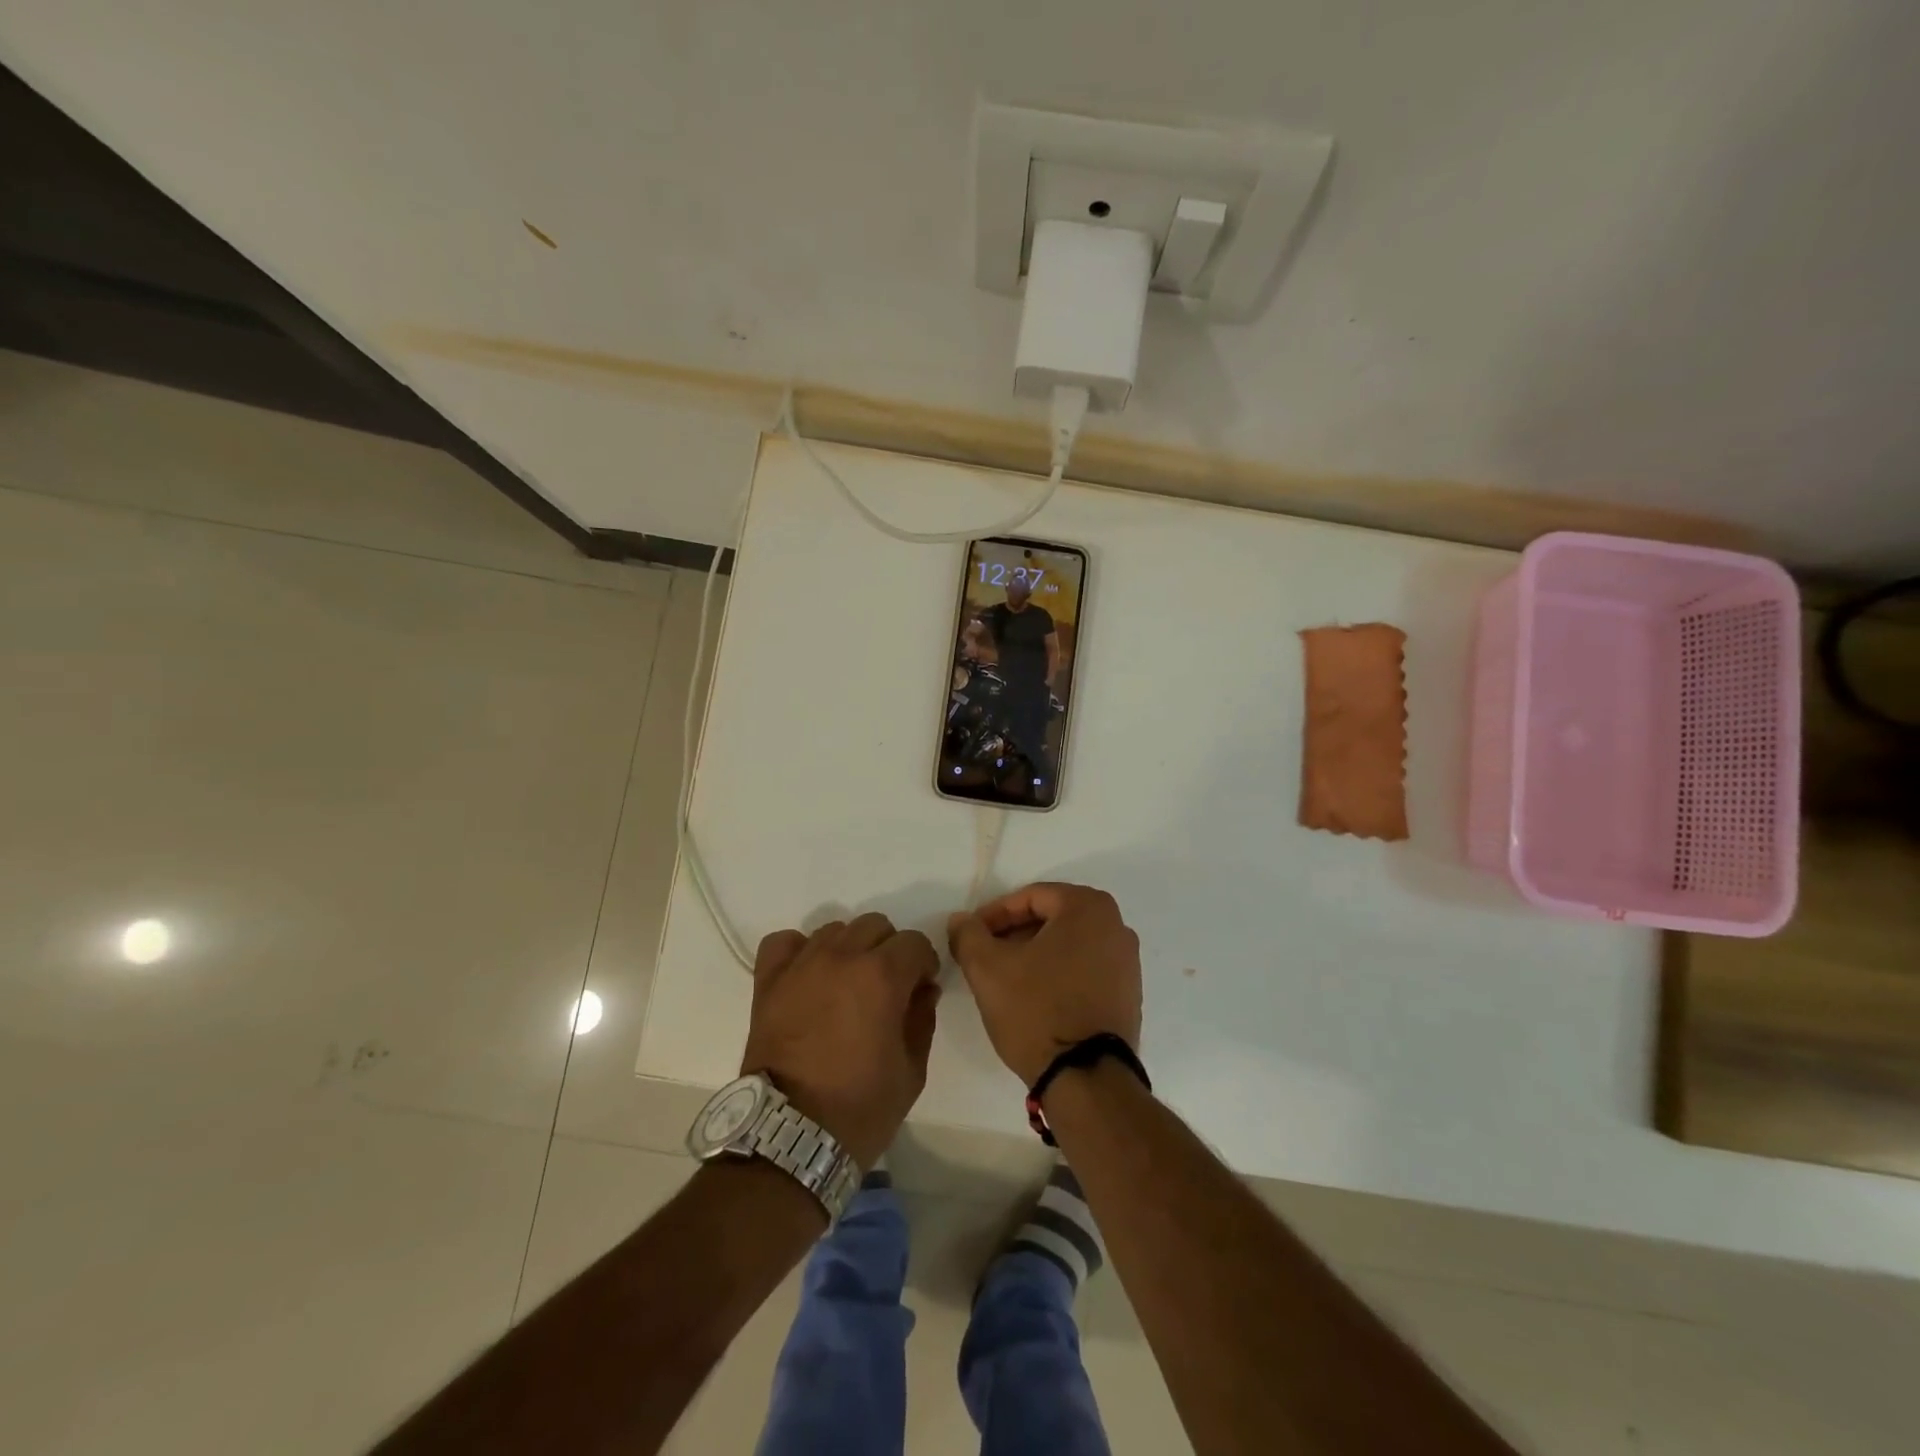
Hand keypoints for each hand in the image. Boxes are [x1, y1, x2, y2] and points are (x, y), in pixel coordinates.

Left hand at [741, 914, 940, 1168]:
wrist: (789, 1138)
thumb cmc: (859, 1108)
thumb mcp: (911, 1070)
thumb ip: (922, 1018)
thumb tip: (922, 990)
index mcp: (882, 976)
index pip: (914, 942)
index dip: (923, 963)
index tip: (920, 988)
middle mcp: (842, 957)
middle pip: (875, 926)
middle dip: (889, 950)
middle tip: (886, 987)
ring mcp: (801, 965)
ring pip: (835, 930)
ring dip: (849, 949)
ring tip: (846, 984)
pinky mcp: (768, 981)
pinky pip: (785, 942)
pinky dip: (799, 950)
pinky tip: (808, 974)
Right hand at [947, 883, 1141, 1086]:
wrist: (1087, 1079)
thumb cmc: (1037, 1010)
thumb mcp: (988, 968)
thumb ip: (969, 934)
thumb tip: (961, 920)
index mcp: (1088, 907)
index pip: (1030, 897)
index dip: (994, 915)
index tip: (971, 936)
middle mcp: (1116, 926)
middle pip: (1052, 918)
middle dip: (1014, 934)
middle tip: (985, 955)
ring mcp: (1128, 962)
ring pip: (1068, 944)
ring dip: (1034, 954)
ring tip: (1005, 978)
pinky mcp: (1128, 994)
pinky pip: (1085, 968)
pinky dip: (1058, 973)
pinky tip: (1034, 997)